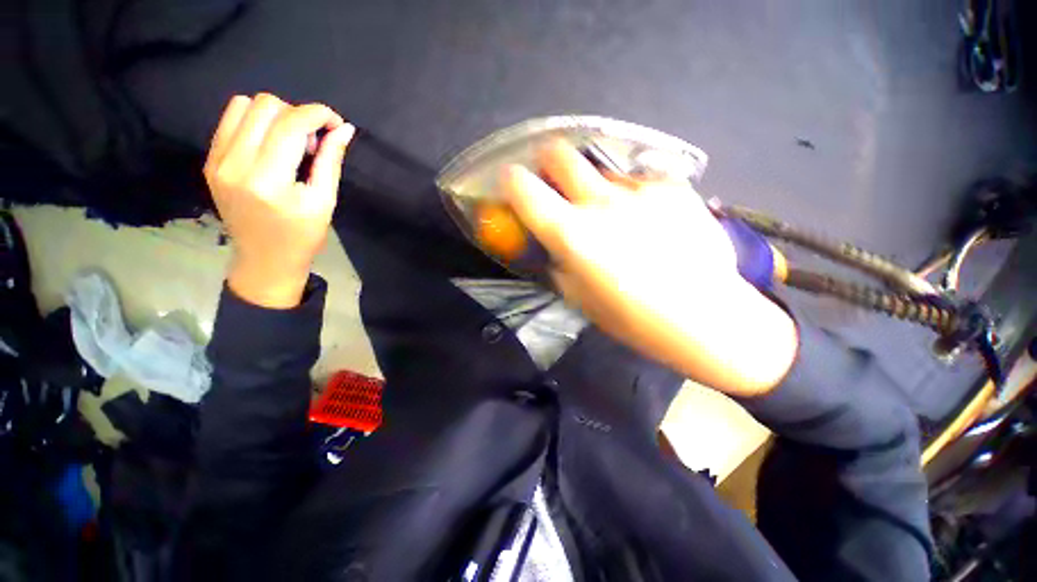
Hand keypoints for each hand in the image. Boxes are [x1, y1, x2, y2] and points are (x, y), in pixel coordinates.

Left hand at [204, 94, 354, 307]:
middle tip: (312, 143)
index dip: (318, 114)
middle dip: (298, 115)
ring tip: (289, 143)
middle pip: (266, 106)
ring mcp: (217, 161)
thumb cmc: (303, 235)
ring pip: (244, 105)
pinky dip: (256, 123)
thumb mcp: (325, 202)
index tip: (336, 123)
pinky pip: (231, 120)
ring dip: (275, 116)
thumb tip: (345, 129)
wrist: (265, 259)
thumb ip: (331, 161)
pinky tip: (270, 145)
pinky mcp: (210, 160)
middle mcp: (235, 163)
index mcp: (269, 180)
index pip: (291, 124)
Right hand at [501, 141, 796, 395]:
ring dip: (595, 187)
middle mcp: (600, 201)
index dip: (512, 181)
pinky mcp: (673, 187)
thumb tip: (551, 245)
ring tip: (615, 215)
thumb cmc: (634, 319)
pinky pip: (639, 182)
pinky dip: (632, 196)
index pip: (524, 188)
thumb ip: (557, 264)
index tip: (513, 185)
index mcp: (572, 233)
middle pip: (561, 153)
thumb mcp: (580, 298)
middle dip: (549, 162)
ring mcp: (640, 189)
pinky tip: (649, 221)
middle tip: (556, 182)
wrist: (707, 316)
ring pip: (602, 171)